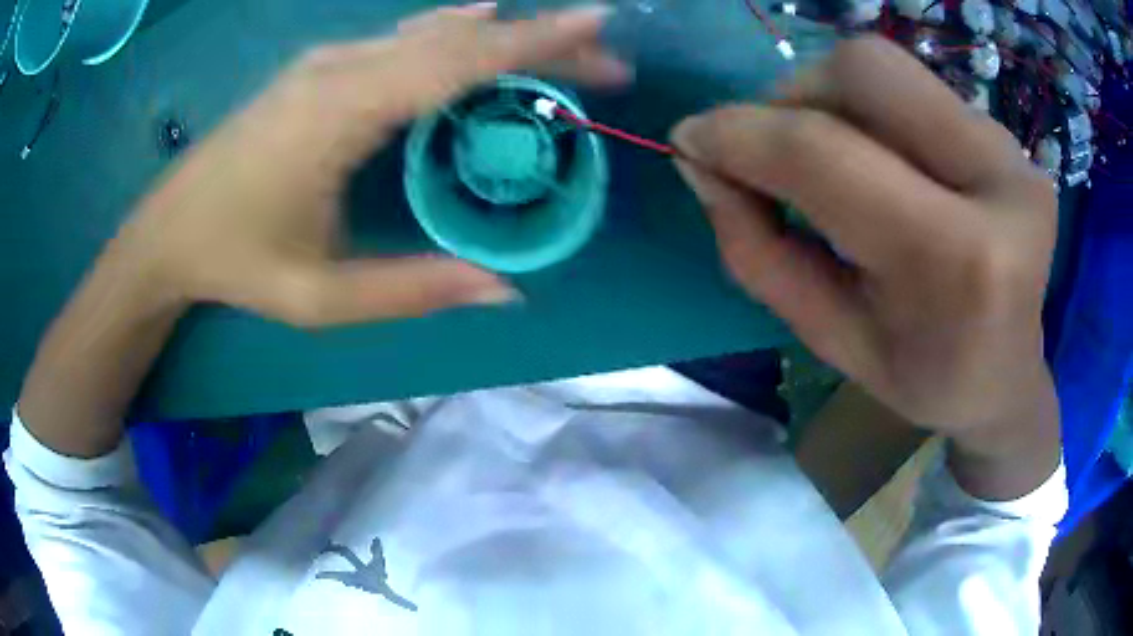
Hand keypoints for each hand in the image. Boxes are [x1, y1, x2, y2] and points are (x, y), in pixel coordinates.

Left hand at [116, 3, 628, 326]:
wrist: (169, 232)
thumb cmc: (236, 263)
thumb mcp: (320, 297)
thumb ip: (412, 290)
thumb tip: (506, 290)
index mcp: (338, 114)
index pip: (454, 62)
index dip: (531, 40)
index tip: (596, 24)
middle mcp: (338, 69)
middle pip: (456, 38)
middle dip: (536, 42)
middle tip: (603, 62)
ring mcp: (326, 61)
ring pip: (430, 31)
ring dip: (501, 37)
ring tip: (560, 54)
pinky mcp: (318, 68)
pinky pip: (400, 38)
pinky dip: (453, 32)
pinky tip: (481, 23)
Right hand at [671, 38, 1059, 496]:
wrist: (1009, 377)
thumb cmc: (923, 376)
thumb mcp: (831, 339)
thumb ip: (758, 251)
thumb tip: (700, 163)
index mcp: (957, 262)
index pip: (826, 154)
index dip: (741, 134)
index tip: (690, 141)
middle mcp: (996, 182)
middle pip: (863, 71)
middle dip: (792, 96)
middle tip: (774, 150)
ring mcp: (1010, 151)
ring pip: (886, 67)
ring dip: (829, 99)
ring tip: (831, 158)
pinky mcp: (1011, 138)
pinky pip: (915, 88)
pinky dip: (872, 112)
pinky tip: (881, 162)